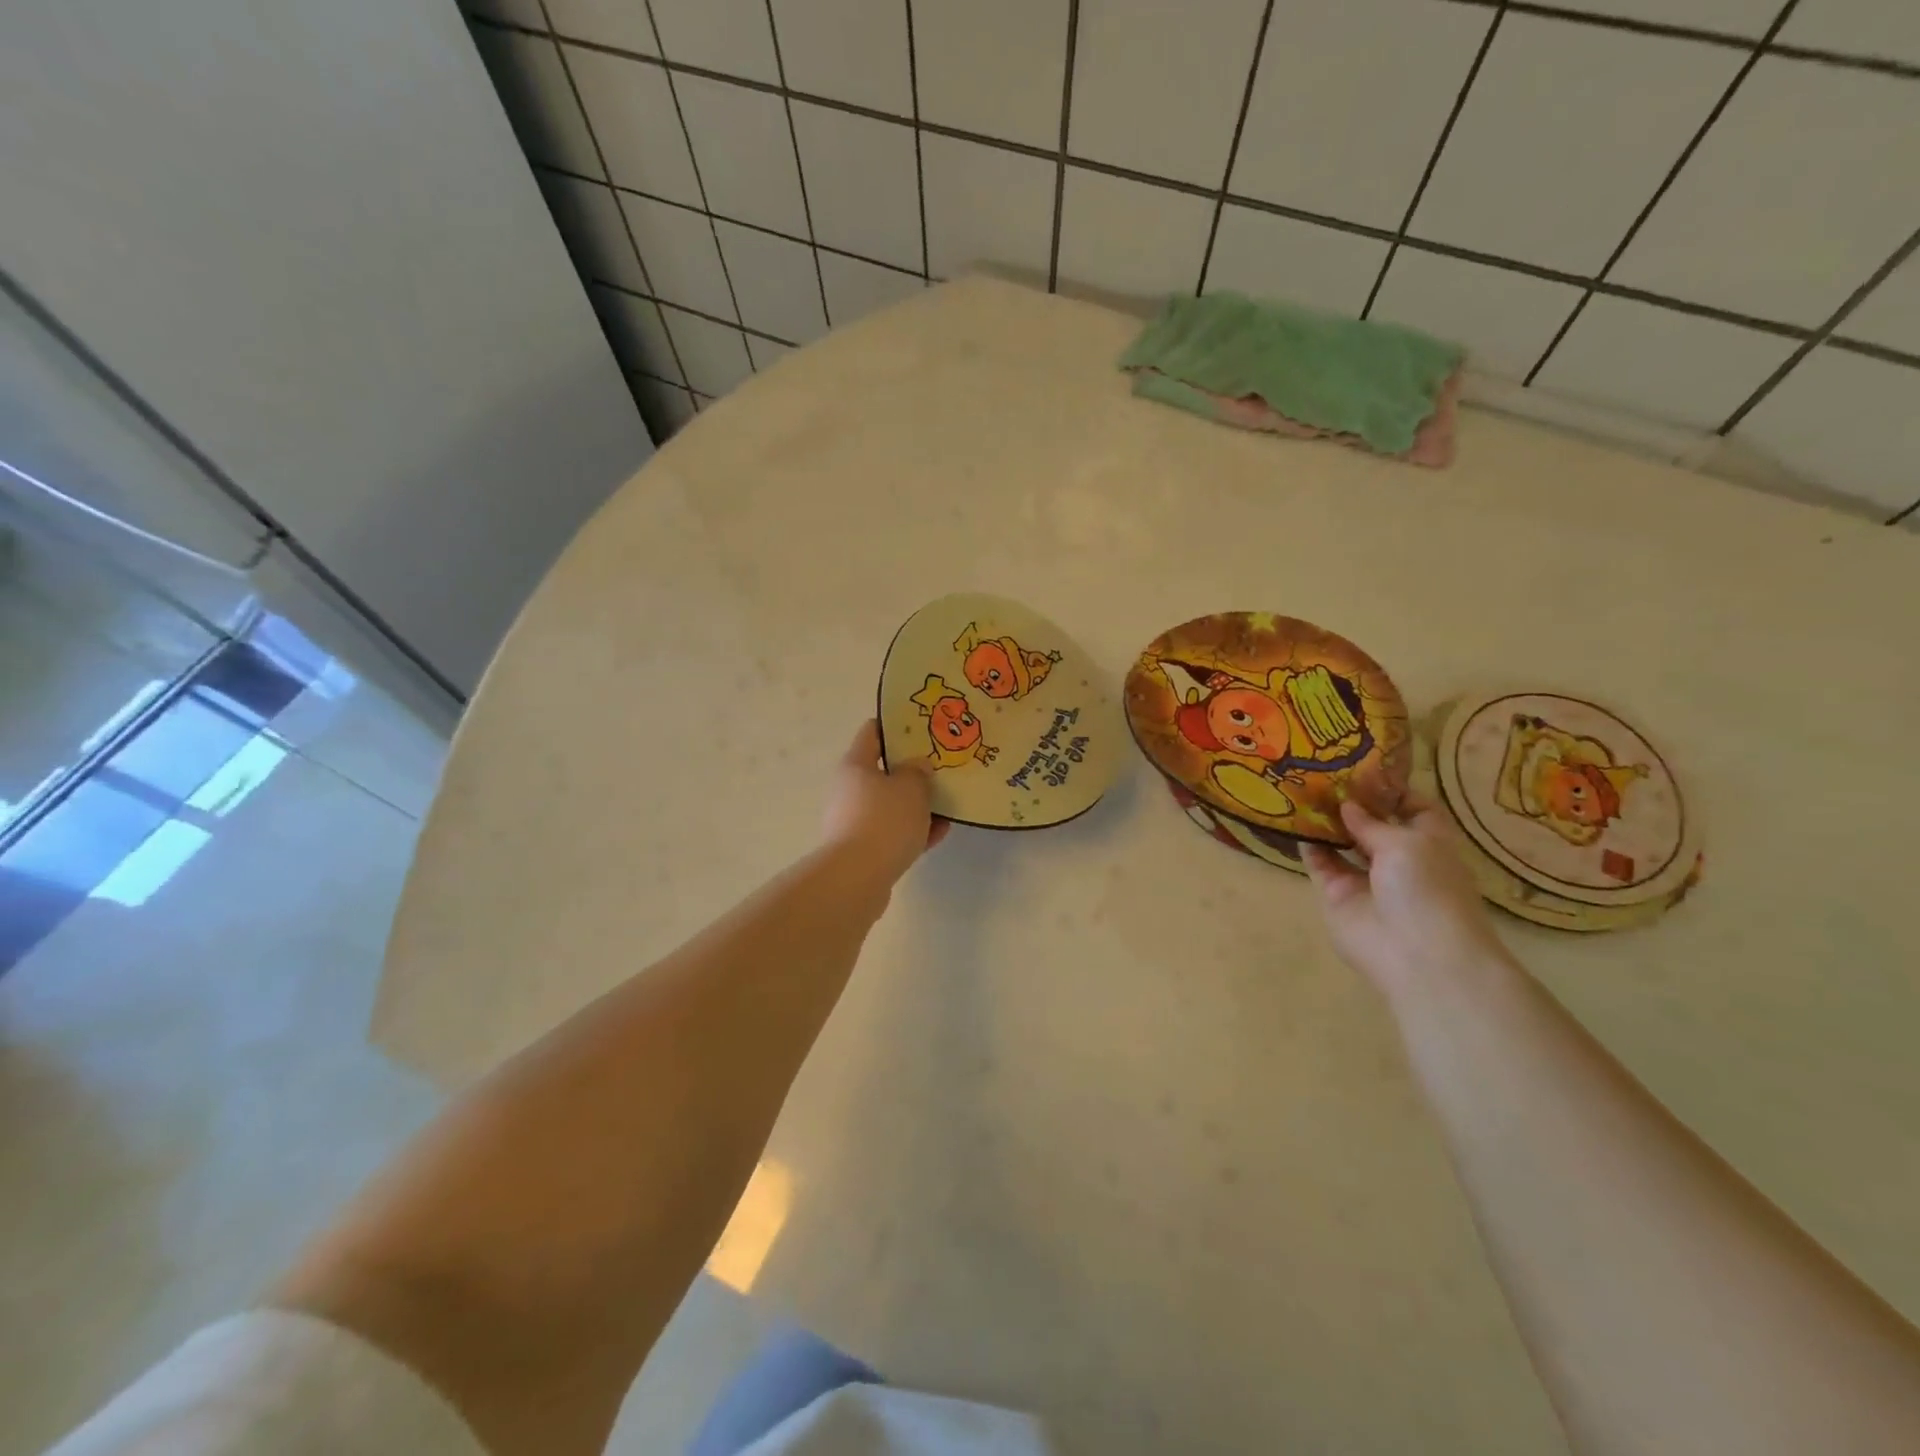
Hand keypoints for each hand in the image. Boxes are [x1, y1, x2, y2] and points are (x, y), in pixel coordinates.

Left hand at [820, 720, 949, 882]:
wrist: (857, 878)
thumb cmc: (884, 820)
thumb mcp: (910, 787)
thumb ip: (918, 771)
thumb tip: (917, 766)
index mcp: (856, 765)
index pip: (873, 732)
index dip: (897, 726)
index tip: (924, 727)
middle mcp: (849, 789)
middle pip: (883, 771)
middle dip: (912, 770)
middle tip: (941, 768)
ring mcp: (854, 820)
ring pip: (891, 804)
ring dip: (917, 804)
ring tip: (948, 804)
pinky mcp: (863, 849)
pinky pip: (893, 832)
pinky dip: (914, 831)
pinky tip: (940, 833)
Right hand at [1301, 793, 1505, 999]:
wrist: (1416, 954)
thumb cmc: (1427, 889)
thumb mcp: (1406, 844)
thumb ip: (1371, 823)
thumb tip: (1347, 805)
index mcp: (1428, 842)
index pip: (1413, 808)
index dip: (1392, 789)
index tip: (1363, 769)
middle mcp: (1397, 858)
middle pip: (1372, 824)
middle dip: (1351, 802)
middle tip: (1321, 773)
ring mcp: (1365, 877)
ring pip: (1341, 842)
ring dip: (1325, 820)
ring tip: (1300, 790)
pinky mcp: (1337, 894)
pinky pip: (1319, 863)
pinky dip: (1307, 844)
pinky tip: (1291, 820)